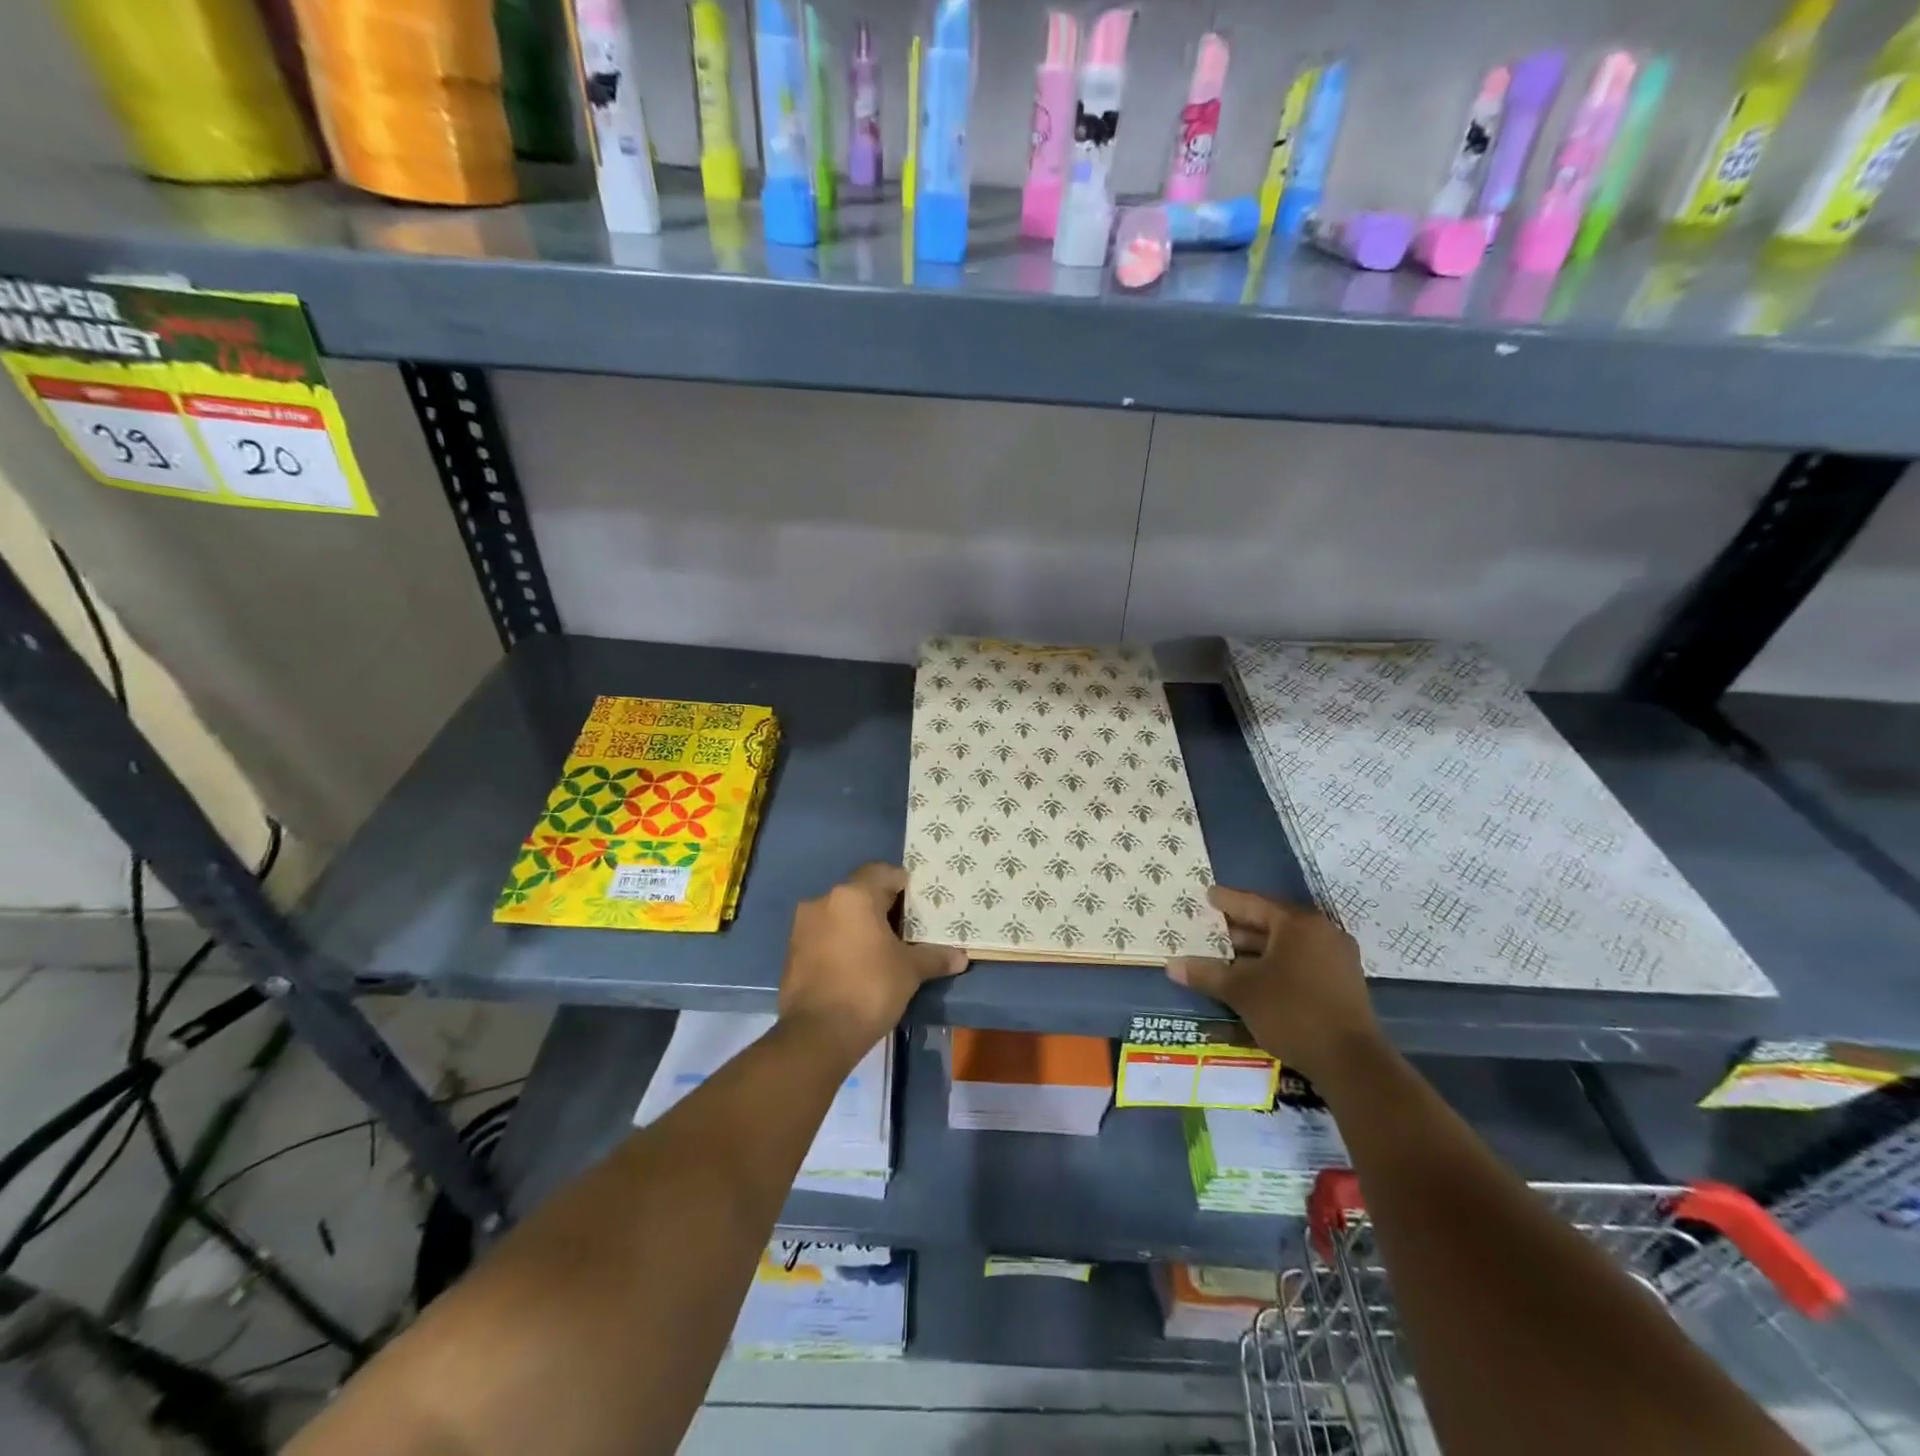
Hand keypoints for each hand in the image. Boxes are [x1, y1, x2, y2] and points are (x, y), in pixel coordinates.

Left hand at [779, 864, 966, 1060]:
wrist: (818, 1034)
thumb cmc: (870, 988)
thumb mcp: (910, 971)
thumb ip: (934, 957)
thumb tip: (960, 957)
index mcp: (853, 896)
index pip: (882, 873)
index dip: (903, 885)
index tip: (919, 904)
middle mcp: (823, 901)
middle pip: (859, 893)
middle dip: (882, 907)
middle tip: (906, 928)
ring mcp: (802, 927)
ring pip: (839, 915)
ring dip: (858, 926)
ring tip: (882, 949)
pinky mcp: (792, 953)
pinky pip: (823, 937)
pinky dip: (840, 944)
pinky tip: (857, 966)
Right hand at [1166, 886, 1381, 1088]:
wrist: (1351, 1062)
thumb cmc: (1292, 1012)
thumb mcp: (1242, 991)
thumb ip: (1207, 973)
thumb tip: (1171, 965)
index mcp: (1298, 924)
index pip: (1254, 904)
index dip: (1227, 901)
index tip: (1207, 895)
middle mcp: (1321, 932)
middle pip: (1273, 922)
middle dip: (1240, 927)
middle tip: (1211, 927)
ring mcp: (1337, 957)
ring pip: (1288, 944)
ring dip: (1257, 949)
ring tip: (1227, 955)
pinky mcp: (1342, 982)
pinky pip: (1301, 960)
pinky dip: (1276, 963)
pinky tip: (1255, 977)